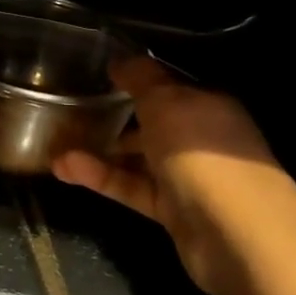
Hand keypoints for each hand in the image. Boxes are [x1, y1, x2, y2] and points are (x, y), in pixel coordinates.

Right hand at [53, 60, 295, 294]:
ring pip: (138, 157)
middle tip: (70, 111)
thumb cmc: (202, 151)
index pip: (167, 85)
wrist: (238, 234)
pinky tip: (66, 169)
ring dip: (100, 150)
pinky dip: (102, 178)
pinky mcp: (173, 211)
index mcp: (207, 103)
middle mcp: (201, 137)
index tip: (95, 75)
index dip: (133, 79)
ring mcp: (189, 176)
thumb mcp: (166, 100)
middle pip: (152, 122)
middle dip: (114, 116)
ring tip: (56, 144)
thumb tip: (119, 60)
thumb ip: (140, 78)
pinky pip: (132, 187)